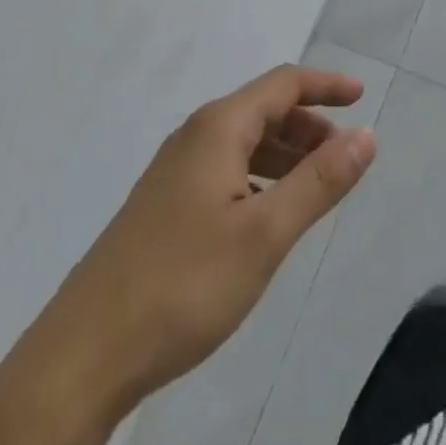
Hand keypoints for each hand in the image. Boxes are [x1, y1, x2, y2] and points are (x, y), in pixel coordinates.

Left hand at [0, 66, 376, 444]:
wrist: (78, 361)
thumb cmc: (181, 286)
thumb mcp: (264, 234)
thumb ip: (319, 182)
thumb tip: (367, 134)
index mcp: (218, 128)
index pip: (284, 83)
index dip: (326, 86)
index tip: (362, 97)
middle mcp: (194, 137)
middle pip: (264, 110)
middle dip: (309, 126)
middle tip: (343, 158)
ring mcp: (172, 173)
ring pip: (243, 143)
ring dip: (284, 154)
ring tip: (313, 189)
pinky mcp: (160, 208)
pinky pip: (224, 171)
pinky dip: (258, 178)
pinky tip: (264, 217)